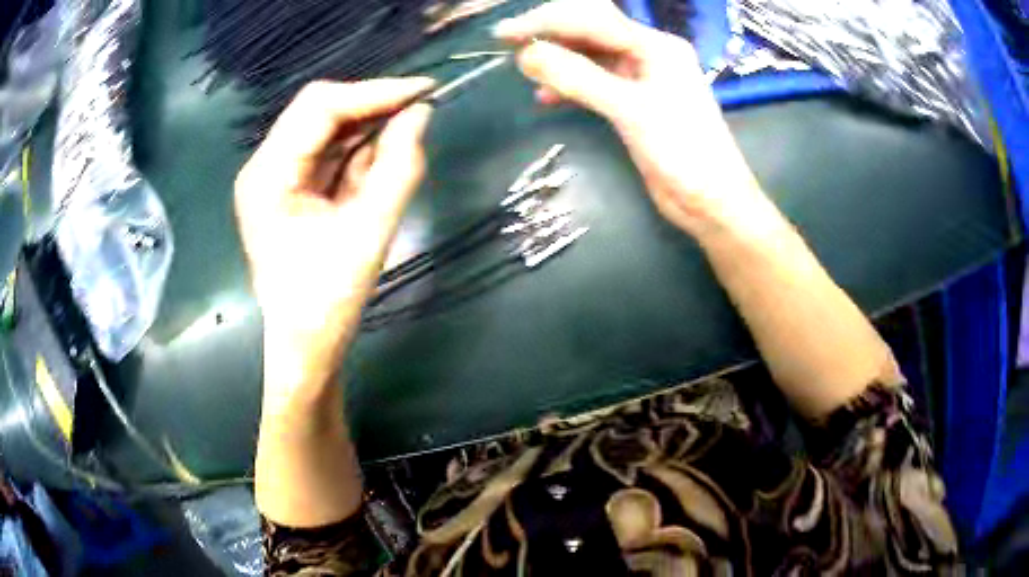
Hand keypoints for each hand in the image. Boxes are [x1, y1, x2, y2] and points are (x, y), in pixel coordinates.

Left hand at [235, 78, 433, 400]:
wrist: (305, 347)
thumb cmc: (328, 301)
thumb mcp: (370, 232)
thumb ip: (399, 168)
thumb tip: (421, 115)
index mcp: (268, 176)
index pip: (319, 107)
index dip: (374, 92)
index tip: (425, 90)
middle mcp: (264, 167)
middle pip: (319, 111)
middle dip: (372, 106)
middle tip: (421, 110)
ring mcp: (275, 177)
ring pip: (326, 130)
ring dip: (369, 128)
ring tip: (409, 135)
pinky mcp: (290, 189)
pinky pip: (328, 154)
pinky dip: (360, 151)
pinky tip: (386, 157)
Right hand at [495, 0, 768, 235]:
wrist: (712, 201)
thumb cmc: (683, 152)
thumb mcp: (631, 110)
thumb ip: (579, 78)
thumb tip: (527, 55)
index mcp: (655, 46)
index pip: (593, 18)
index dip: (547, 21)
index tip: (506, 34)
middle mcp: (648, 55)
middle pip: (591, 31)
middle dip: (550, 34)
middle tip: (509, 44)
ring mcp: (641, 80)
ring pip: (591, 57)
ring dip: (558, 60)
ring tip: (525, 69)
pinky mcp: (634, 104)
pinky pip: (596, 83)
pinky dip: (570, 86)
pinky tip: (547, 97)